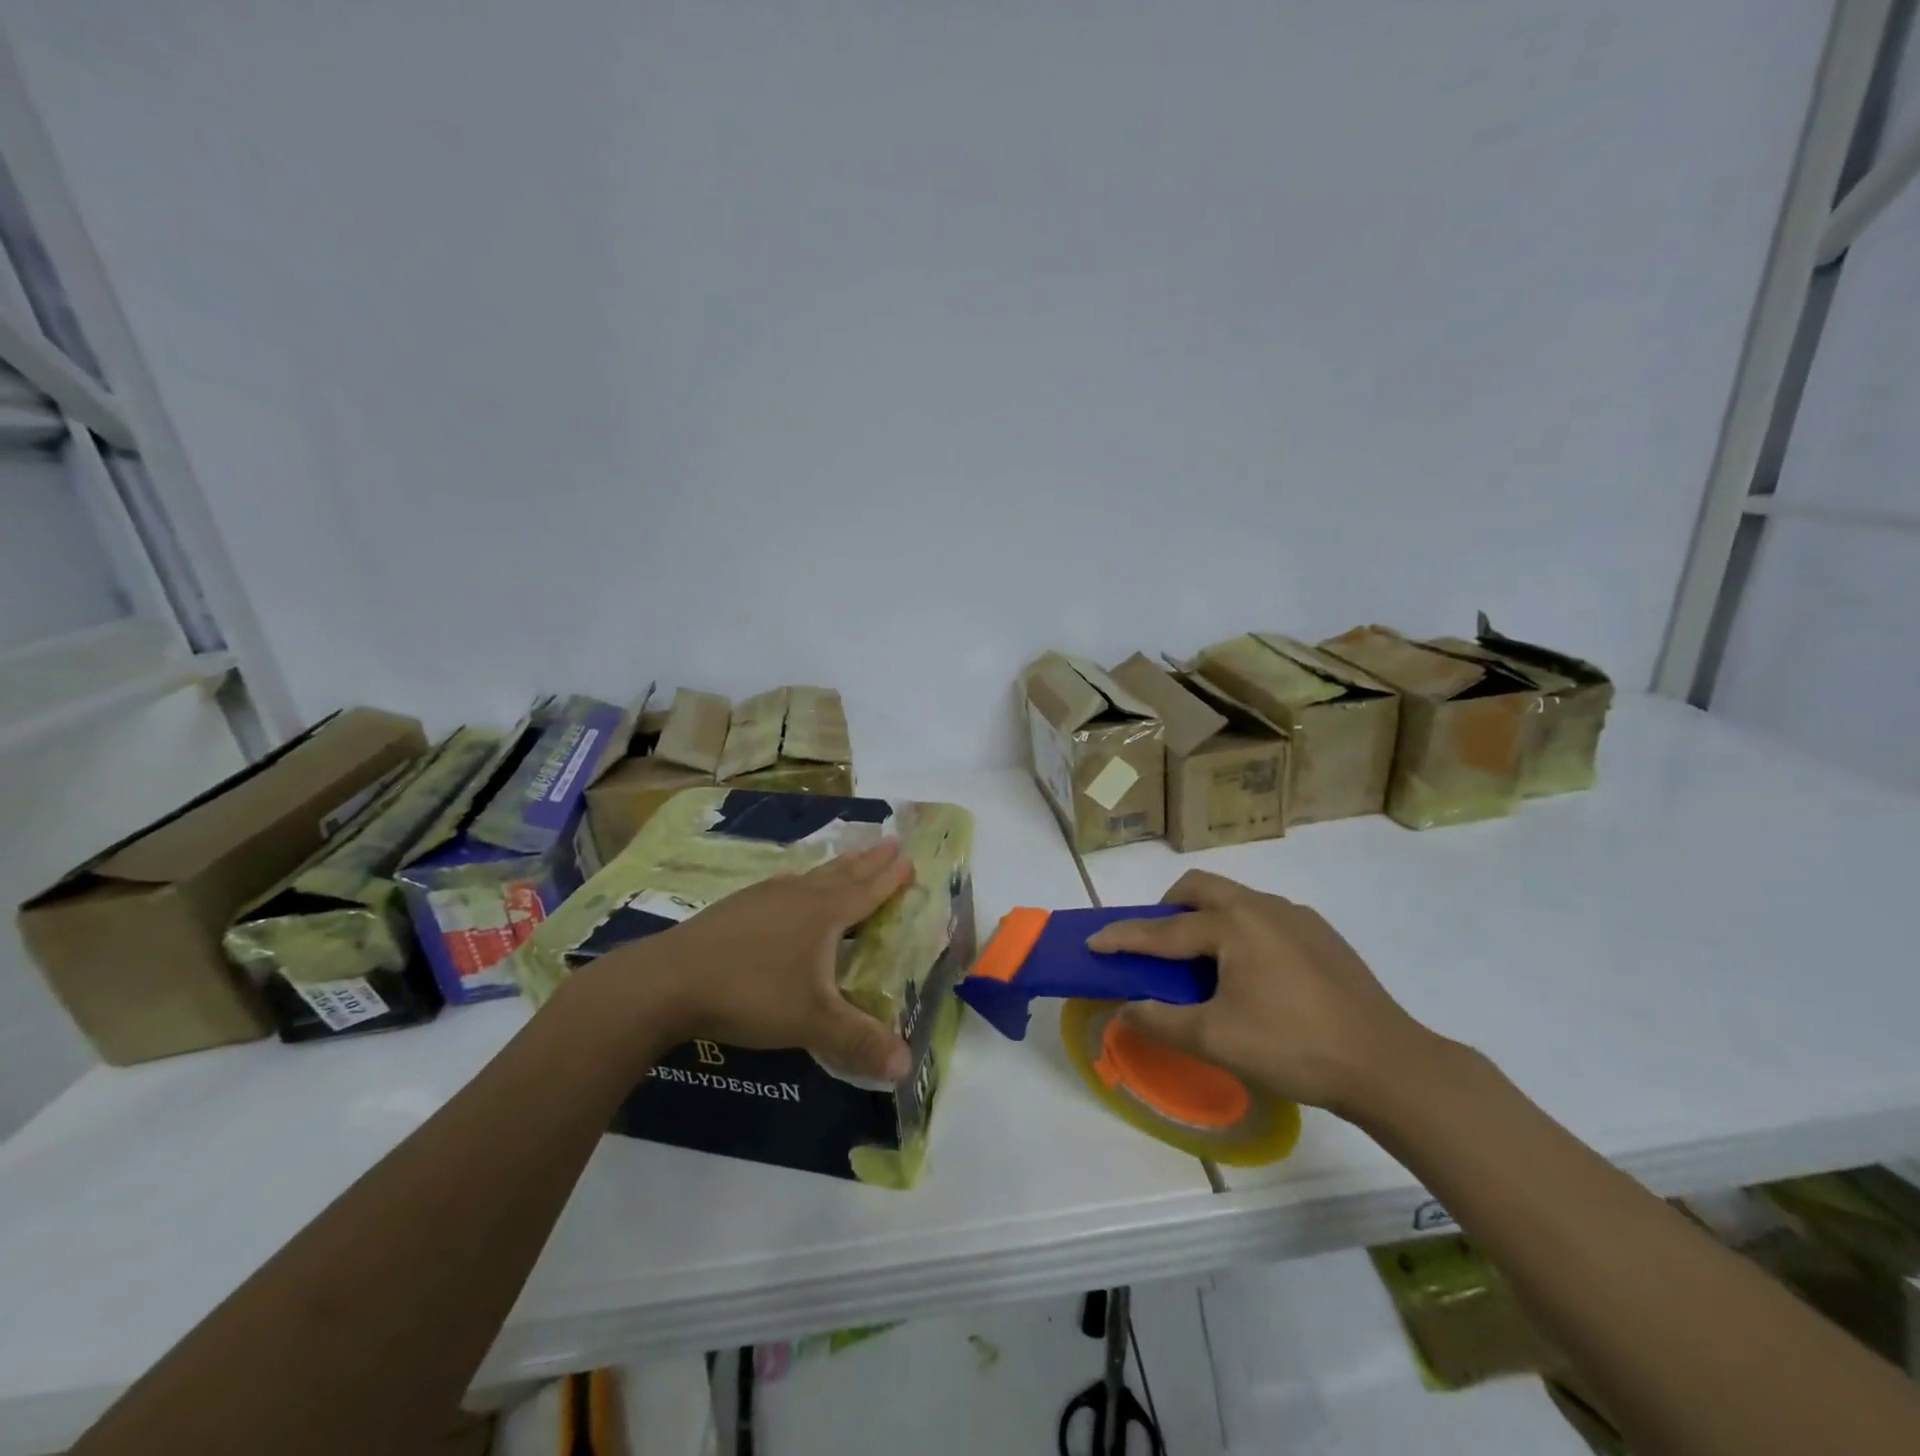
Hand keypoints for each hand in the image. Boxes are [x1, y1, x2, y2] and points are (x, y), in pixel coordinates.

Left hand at [574, 840, 916, 1084]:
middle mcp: (798, 896)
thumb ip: (859, 1041)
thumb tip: (907, 1067)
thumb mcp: (811, 1023)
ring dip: (836, 867)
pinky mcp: (735, 907)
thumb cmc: (751, 994)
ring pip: (811, 875)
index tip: (909, 856)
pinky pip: (782, 886)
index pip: (867, 891)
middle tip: (891, 841)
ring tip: (849, 857)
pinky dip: (800, 881)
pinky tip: (788, 887)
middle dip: (870, 860)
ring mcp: (763, 897)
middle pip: (842, 873)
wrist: (668, 981)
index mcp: (823, 914)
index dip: (890, 877)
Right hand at [1086, 869, 1447, 1114]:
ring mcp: (1296, 916)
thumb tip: (1125, 1009)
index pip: (1163, 930)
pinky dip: (1240, 929)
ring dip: (1206, 917)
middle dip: (1168, 907)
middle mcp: (1261, 907)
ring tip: (1205, 961)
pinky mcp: (1321, 933)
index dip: (1124, 938)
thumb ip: (1161, 1021)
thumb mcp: (1216, 1040)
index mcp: (1232, 925)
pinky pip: (1264, 916)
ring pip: (1235, 898)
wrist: (1388, 1064)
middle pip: (1200, 887)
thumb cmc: (1294, 1047)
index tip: (1093, 942)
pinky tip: (1253, 972)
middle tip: (1157, 943)